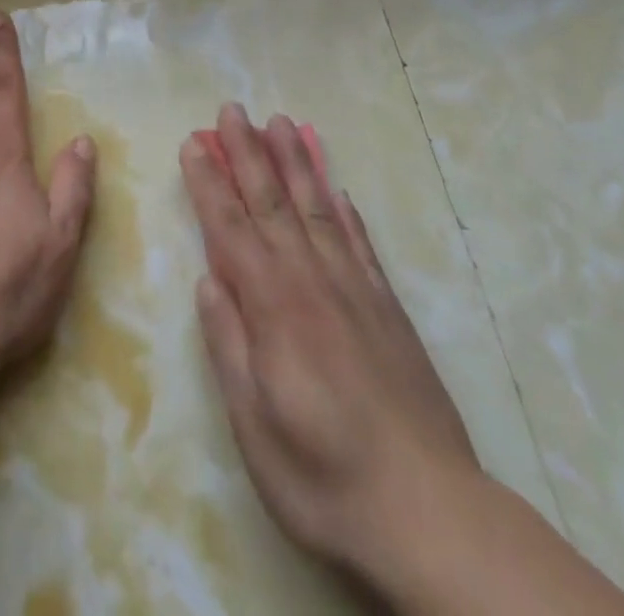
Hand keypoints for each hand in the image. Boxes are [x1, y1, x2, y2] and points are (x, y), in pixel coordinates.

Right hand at [179, 104, 479, 577]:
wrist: (429, 513)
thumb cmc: (322, 476)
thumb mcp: (252, 422)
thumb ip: (228, 342)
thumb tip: (208, 279)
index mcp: (272, 305)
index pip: (229, 228)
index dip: (208, 183)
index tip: (194, 144)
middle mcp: (310, 280)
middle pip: (271, 202)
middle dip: (247, 153)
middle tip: (231, 110)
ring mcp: (354, 289)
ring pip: (317, 208)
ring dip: (294, 163)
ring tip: (280, 124)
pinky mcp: (388, 307)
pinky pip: (360, 243)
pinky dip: (345, 210)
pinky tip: (336, 188)